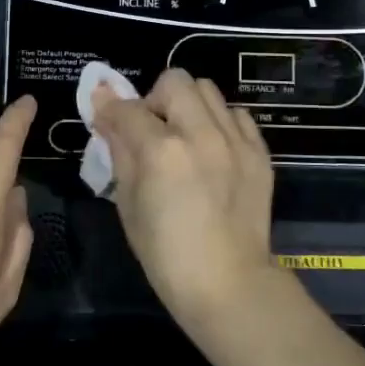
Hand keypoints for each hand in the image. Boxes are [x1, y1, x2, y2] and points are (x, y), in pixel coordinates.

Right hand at [90, 69, 275, 324]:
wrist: (229, 284)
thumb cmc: (166, 254)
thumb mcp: (128, 204)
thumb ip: (118, 151)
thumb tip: (105, 112)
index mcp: (162, 151)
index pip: (127, 108)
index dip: (110, 109)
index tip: (105, 117)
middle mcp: (201, 134)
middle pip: (175, 81)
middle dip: (154, 98)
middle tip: (151, 129)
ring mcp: (235, 141)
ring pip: (208, 90)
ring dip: (188, 106)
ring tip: (184, 136)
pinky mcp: (259, 152)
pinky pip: (236, 115)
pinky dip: (219, 122)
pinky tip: (212, 149)